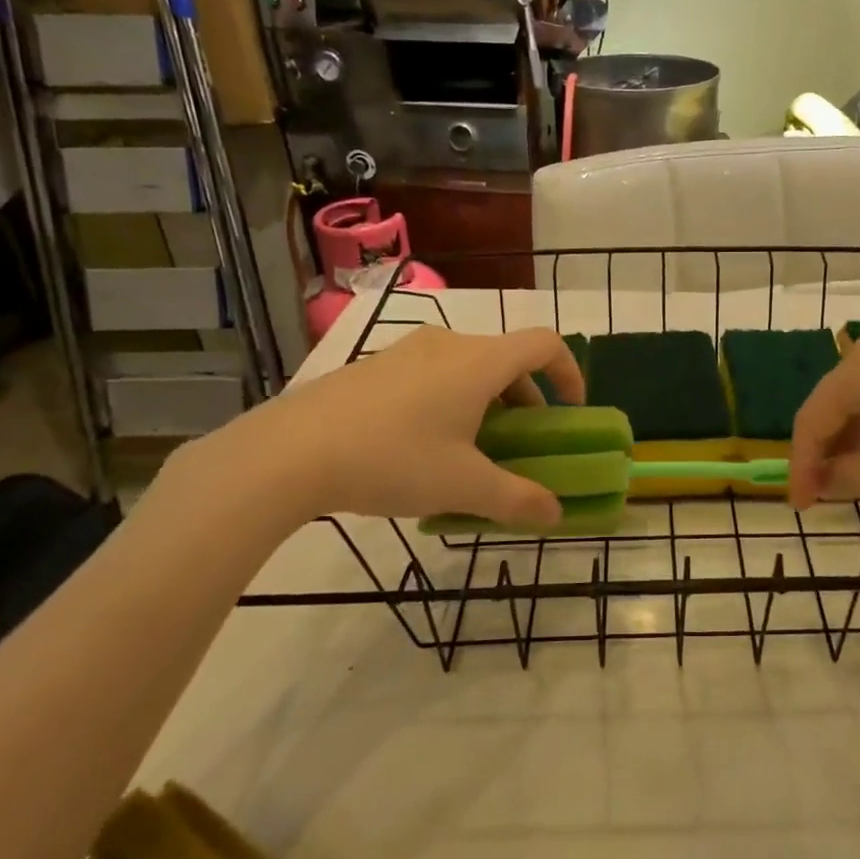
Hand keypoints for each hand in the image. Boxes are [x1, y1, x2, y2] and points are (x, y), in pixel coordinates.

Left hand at [190, 327, 584, 528]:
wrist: (288, 452)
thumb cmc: (392, 460)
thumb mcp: (462, 486)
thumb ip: (516, 499)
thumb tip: (555, 514)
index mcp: (479, 362)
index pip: (544, 344)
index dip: (570, 373)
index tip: (571, 411)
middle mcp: (447, 345)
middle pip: (506, 359)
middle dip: (527, 400)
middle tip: (521, 444)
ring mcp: (405, 352)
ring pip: (467, 367)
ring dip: (487, 402)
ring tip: (472, 451)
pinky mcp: (373, 367)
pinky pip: (431, 375)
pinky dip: (450, 400)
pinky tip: (422, 448)